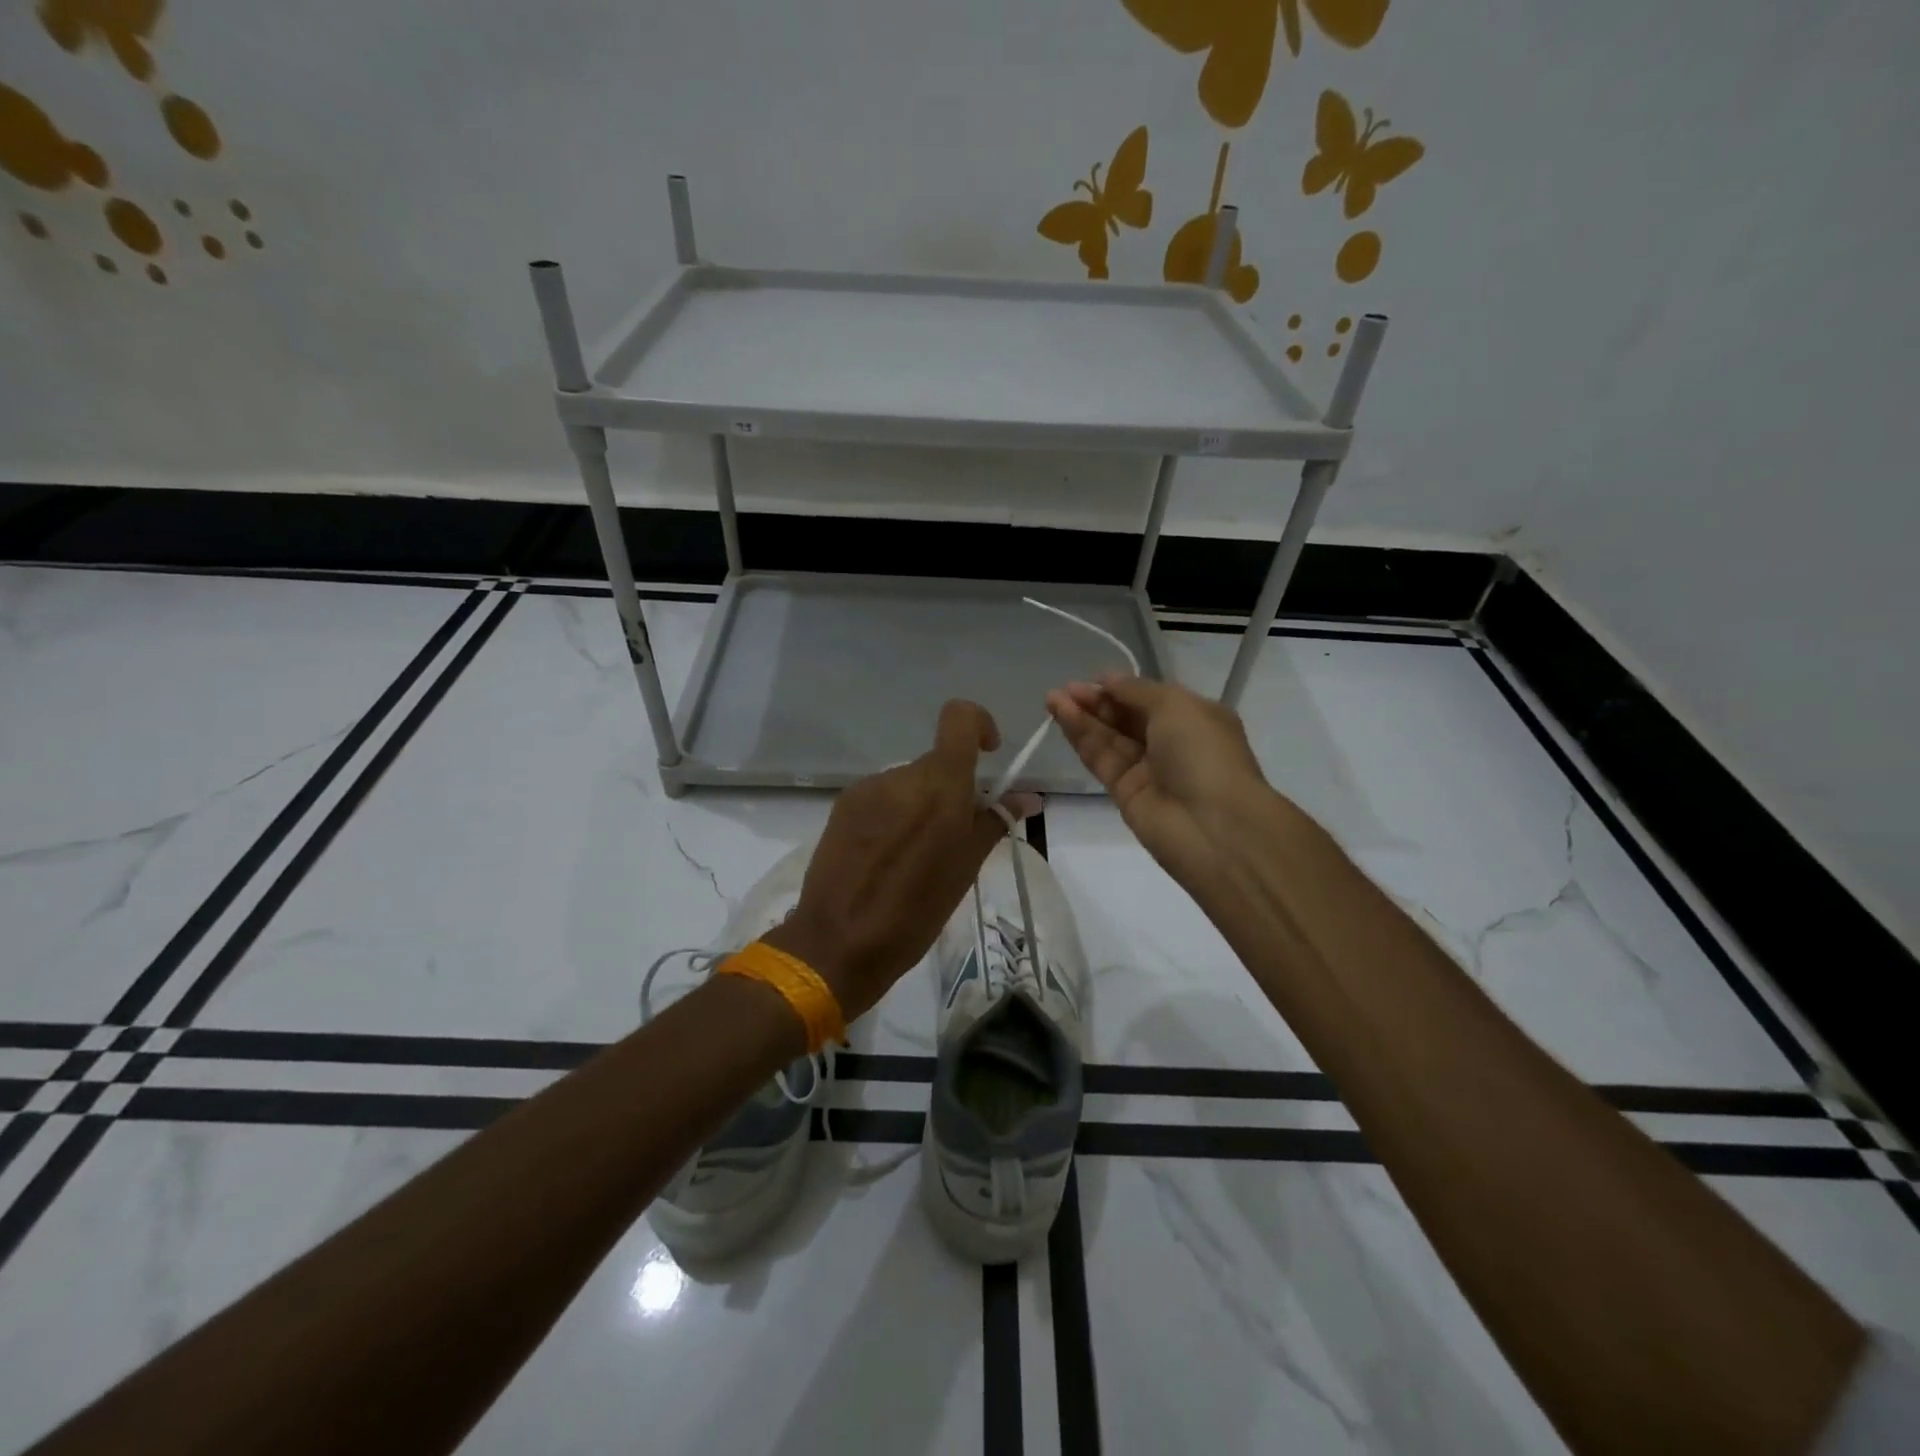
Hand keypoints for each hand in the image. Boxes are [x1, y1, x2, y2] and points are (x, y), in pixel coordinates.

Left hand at [764, 701, 1038, 1022]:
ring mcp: (867, 789)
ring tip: (915, 855)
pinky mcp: (842, 807)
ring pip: (908, 782)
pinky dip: (893, 815)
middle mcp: (901, 776)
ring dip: (921, 804)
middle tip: (955, 835)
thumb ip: (995, 822)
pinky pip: (881, 797)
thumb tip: (1027, 797)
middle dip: (952, 788)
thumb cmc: (917, 911)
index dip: (979, 724)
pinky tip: (886, 857)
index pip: (959, 718)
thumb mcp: (966, 868)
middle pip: (936, 761)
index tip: (988, 756)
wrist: (839, 943)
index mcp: (940, 785)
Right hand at [1046, 674, 1269, 887]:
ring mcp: (1147, 770)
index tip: (1091, 679)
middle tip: (1064, 689)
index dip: (1120, 688)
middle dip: (1096, 701)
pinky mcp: (1124, 793)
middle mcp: (1171, 742)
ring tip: (1052, 699)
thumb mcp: (1175, 706)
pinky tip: (1062, 717)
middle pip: (1126, 717)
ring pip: (1109, 738)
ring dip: (1081, 717)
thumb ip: (1136, 691)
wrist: (1213, 827)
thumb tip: (1108, 681)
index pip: (1149, 698)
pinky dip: (1082, 737)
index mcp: (1194, 718)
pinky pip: (1101, 759)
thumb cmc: (1203, 753)